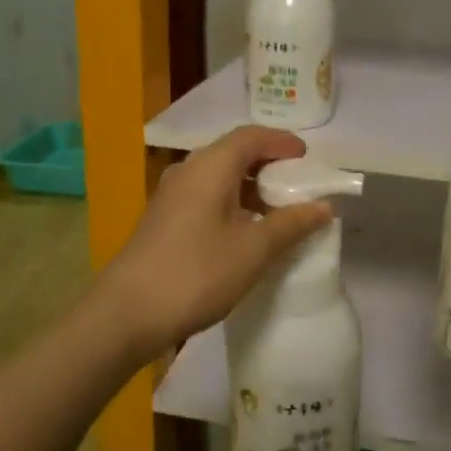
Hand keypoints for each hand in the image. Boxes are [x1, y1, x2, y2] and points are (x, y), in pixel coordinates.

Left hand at [93, 126, 331, 364]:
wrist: (126, 314)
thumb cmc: (196, 273)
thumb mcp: (253, 250)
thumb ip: (291, 224)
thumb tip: (323, 206)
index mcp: (211, 166)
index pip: (251, 136)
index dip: (282, 142)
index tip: (308, 159)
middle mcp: (188, 171)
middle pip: (233, 152)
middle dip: (268, 164)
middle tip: (298, 185)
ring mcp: (171, 195)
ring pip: (218, 176)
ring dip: (249, 186)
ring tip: (278, 210)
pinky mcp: (163, 219)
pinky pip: (205, 196)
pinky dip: (231, 202)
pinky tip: (245, 230)